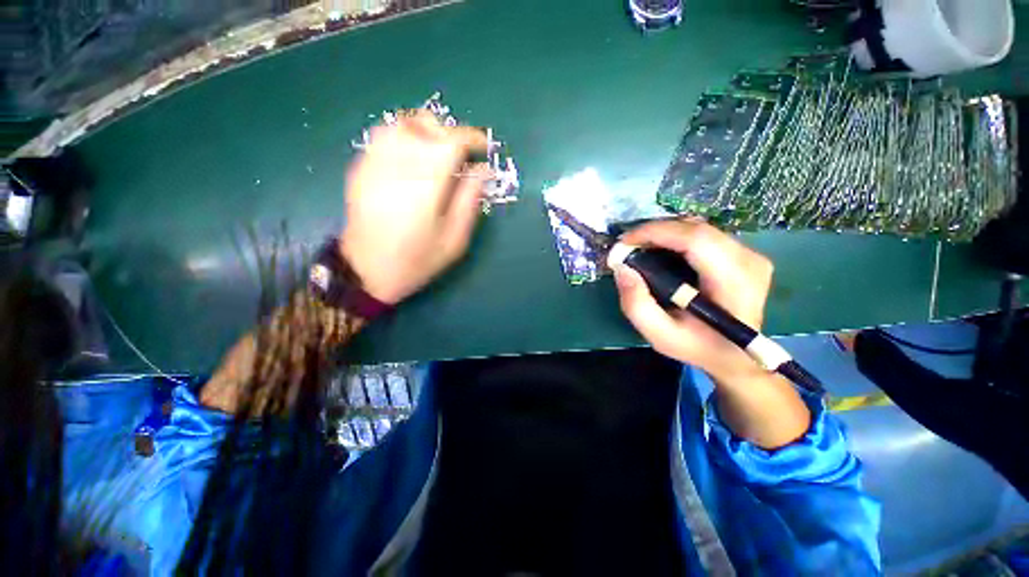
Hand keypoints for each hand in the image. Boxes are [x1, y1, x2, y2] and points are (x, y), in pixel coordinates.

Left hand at [340, 111, 490, 303]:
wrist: (366, 271)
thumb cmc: (416, 261)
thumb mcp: (454, 241)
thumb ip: (469, 202)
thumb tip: (483, 170)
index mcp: (424, 188)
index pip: (451, 142)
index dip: (472, 138)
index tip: (484, 147)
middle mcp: (396, 167)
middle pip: (425, 125)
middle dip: (451, 133)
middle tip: (463, 154)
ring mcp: (373, 164)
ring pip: (402, 123)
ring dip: (427, 129)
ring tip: (439, 150)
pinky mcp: (360, 167)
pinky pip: (383, 134)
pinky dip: (405, 135)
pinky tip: (414, 157)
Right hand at [612, 218, 773, 384]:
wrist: (736, 357)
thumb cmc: (697, 347)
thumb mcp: (660, 335)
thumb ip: (636, 305)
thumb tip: (621, 269)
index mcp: (734, 282)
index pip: (696, 239)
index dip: (656, 232)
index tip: (624, 242)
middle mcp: (749, 261)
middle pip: (696, 229)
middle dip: (655, 231)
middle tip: (628, 246)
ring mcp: (750, 255)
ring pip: (699, 228)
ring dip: (665, 233)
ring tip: (640, 248)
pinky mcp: (744, 254)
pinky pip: (704, 235)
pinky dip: (676, 238)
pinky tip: (660, 251)